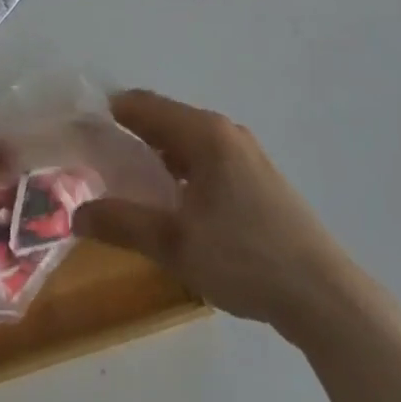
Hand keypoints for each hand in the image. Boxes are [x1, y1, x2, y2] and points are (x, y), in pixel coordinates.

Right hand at [73, 90, 345, 337]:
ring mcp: (247, 153)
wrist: (324, 296)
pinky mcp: (259, 178)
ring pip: (188, 140)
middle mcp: (225, 131)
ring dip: (158, 153)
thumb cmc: (245, 259)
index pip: (144, 105)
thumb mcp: (175, 245)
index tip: (81, 131)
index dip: (110, 114)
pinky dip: (182, 167)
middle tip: (99, 160)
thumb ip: (123, 223)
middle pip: (166, 119)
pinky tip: (175, 201)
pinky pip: (208, 158)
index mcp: (204, 133)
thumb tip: (75, 214)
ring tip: (131, 182)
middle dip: (131, 134)